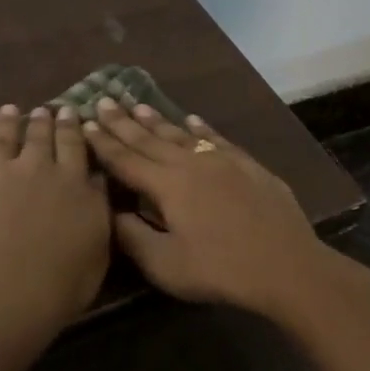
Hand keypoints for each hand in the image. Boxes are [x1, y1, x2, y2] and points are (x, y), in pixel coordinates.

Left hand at [0, 104, 110, 330]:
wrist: (4, 290)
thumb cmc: (60, 283)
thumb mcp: (98, 248)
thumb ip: (97, 211)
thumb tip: (98, 181)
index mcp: (74, 185)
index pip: (75, 148)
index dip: (72, 129)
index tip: (72, 113)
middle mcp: (37, 168)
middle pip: (41, 137)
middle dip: (44, 121)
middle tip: (44, 110)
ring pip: (3, 136)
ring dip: (7, 121)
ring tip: (9, 109)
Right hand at [82, 101, 330, 316]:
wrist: (285, 265)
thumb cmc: (219, 269)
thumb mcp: (165, 264)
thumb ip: (132, 236)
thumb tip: (110, 212)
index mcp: (167, 185)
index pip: (126, 160)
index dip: (103, 143)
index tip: (85, 124)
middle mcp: (191, 163)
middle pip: (150, 139)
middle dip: (123, 122)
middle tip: (103, 101)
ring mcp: (223, 160)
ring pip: (182, 134)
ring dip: (157, 120)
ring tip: (137, 105)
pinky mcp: (248, 166)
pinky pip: (217, 139)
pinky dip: (201, 128)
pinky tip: (193, 119)